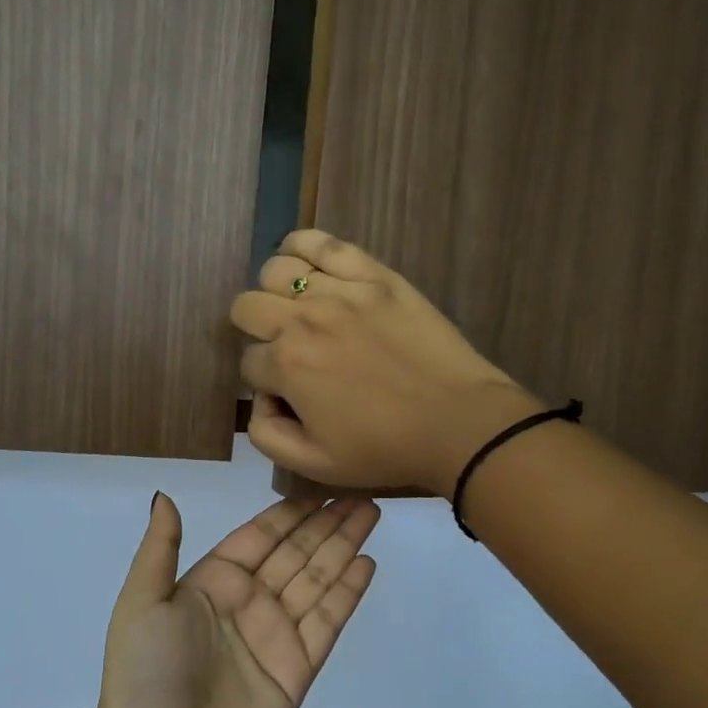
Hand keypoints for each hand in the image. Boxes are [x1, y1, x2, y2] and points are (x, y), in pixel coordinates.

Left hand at [94, 492, 379, 707]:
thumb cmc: (145, 673)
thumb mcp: (141, 602)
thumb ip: (160, 548)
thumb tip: (164, 495)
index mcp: (213, 582)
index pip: (261, 535)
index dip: (291, 511)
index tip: (321, 486)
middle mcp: (249, 601)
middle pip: (297, 551)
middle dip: (328, 522)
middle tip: (362, 493)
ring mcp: (277, 634)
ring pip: (318, 579)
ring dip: (344, 546)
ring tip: (372, 514)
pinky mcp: (299, 668)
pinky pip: (328, 620)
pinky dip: (348, 592)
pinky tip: (367, 563)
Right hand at [231, 229, 541, 492]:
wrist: (459, 423)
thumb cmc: (386, 448)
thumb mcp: (314, 464)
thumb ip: (266, 434)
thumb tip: (257, 399)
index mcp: (286, 365)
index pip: (248, 361)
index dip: (264, 381)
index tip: (289, 392)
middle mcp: (303, 319)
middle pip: (247, 306)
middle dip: (256, 331)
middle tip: (287, 350)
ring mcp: (339, 290)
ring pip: (276, 270)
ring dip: (275, 292)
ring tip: (299, 310)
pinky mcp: (373, 274)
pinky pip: (322, 242)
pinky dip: (302, 246)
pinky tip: (305, 261)